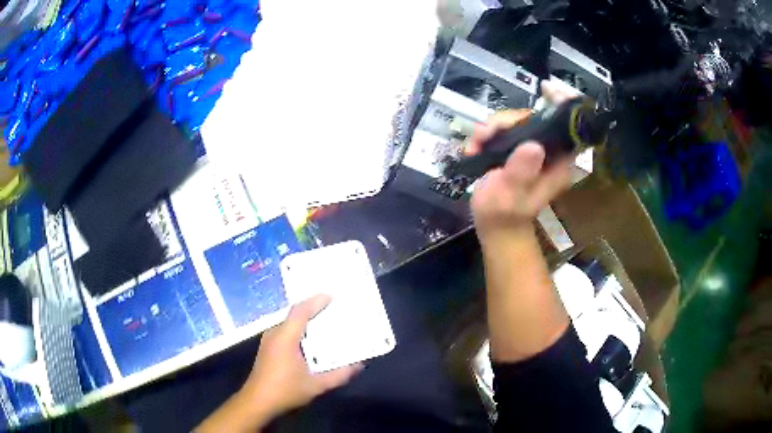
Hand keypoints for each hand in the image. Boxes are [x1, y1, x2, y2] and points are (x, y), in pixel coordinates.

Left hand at [241, 294, 362, 418]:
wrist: (257, 401)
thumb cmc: (285, 391)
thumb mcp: (316, 385)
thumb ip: (339, 375)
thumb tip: (359, 365)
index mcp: (285, 338)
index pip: (300, 311)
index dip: (315, 302)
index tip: (331, 296)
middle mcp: (274, 334)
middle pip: (294, 314)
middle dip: (313, 309)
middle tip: (332, 308)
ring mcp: (269, 341)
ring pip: (289, 323)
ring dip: (305, 320)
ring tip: (324, 322)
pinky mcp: (267, 348)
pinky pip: (285, 331)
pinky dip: (298, 330)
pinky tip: (309, 341)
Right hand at [469, 80, 578, 244]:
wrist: (494, 226)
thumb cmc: (503, 215)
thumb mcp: (510, 196)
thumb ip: (520, 172)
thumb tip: (532, 146)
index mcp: (558, 163)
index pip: (569, 127)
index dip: (562, 104)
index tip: (546, 89)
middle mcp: (549, 152)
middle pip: (534, 118)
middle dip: (507, 120)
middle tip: (483, 134)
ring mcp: (533, 150)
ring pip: (516, 121)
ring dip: (492, 127)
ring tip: (474, 144)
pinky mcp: (518, 150)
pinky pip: (505, 130)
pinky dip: (487, 134)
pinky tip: (474, 147)